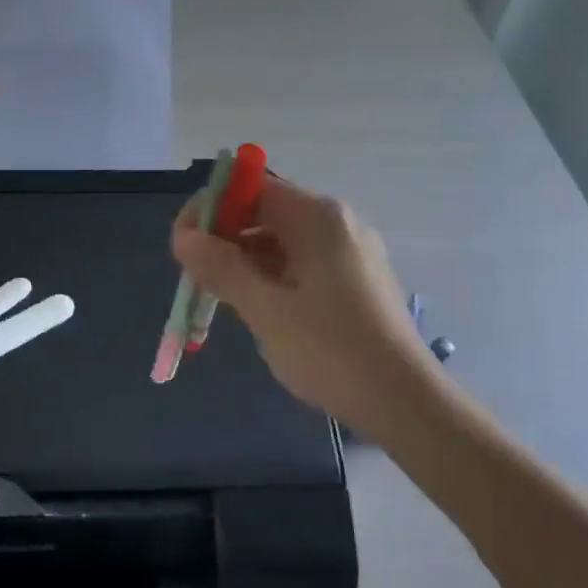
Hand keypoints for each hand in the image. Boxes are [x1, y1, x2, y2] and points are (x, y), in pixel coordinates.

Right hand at [172, 177, 439, 444]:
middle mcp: (337, 222)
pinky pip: (303, 264)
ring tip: (224, 302)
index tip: (184, 246)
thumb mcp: (265, 309)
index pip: (252, 187)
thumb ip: (220, 267)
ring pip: (283, 242)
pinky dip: (273, 278)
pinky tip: (261, 311)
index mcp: (317, 217)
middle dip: (226, 239)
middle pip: (266, 212)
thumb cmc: (330, 350)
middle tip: (197, 280)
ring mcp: (351, 251)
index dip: (211, 209)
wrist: (403, 400)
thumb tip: (183, 236)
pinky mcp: (356, 279)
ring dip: (247, 263)